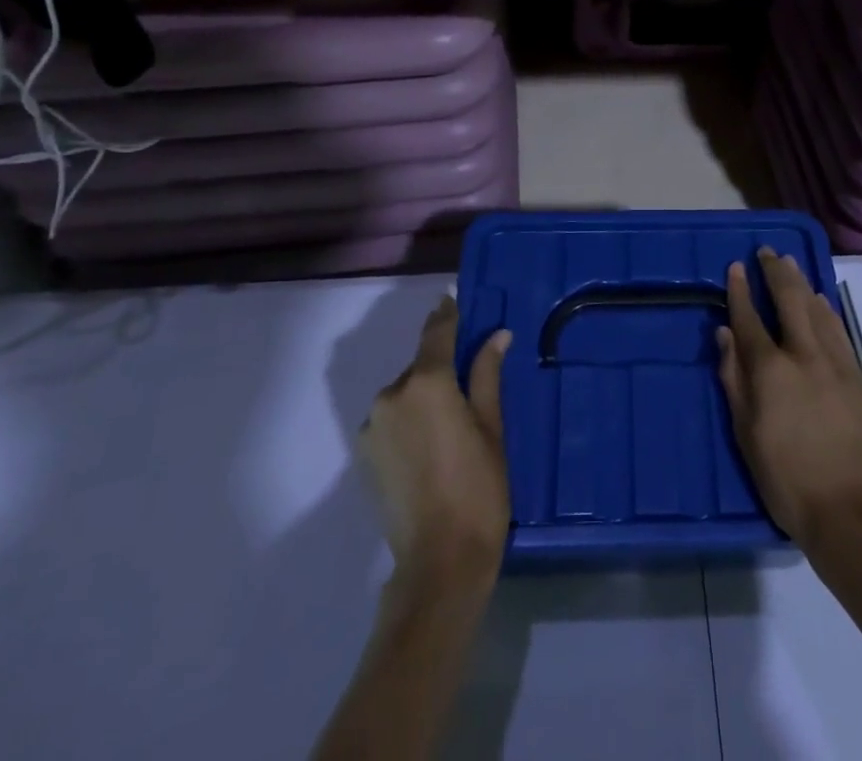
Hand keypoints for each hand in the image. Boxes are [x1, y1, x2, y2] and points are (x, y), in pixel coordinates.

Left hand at [359, 296, 512, 588]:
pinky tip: (430, 448)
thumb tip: (497, 335)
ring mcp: (373, 426)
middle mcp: (392, 395)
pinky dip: (409, 421)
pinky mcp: (364, 454)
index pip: (437, 333)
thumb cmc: (479, 489)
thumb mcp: (492, 427)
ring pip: (405, 394)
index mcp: (427, 383)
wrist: (438, 563)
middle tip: (468, 387)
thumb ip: (487, 375)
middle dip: (441, 368)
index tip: (452, 298)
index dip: (447, 314)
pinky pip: (392, 420)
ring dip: (424, 397)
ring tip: (451, 427)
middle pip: (420, 366)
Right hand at [716, 249, 861, 560]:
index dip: (740, 290)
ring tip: (790, 265)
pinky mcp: (859, 377)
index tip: (735, 267)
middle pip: (789, 300)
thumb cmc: (788, 482)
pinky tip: (821, 302)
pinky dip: (826, 310)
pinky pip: (839, 331)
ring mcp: (836, 364)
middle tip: (766, 252)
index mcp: (771, 371)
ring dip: (801, 283)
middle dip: (775, 272)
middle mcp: (804, 355)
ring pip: (817, 309)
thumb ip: (734, 380)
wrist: (853, 515)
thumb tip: (725, 334)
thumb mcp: (747, 436)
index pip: (749, 317)